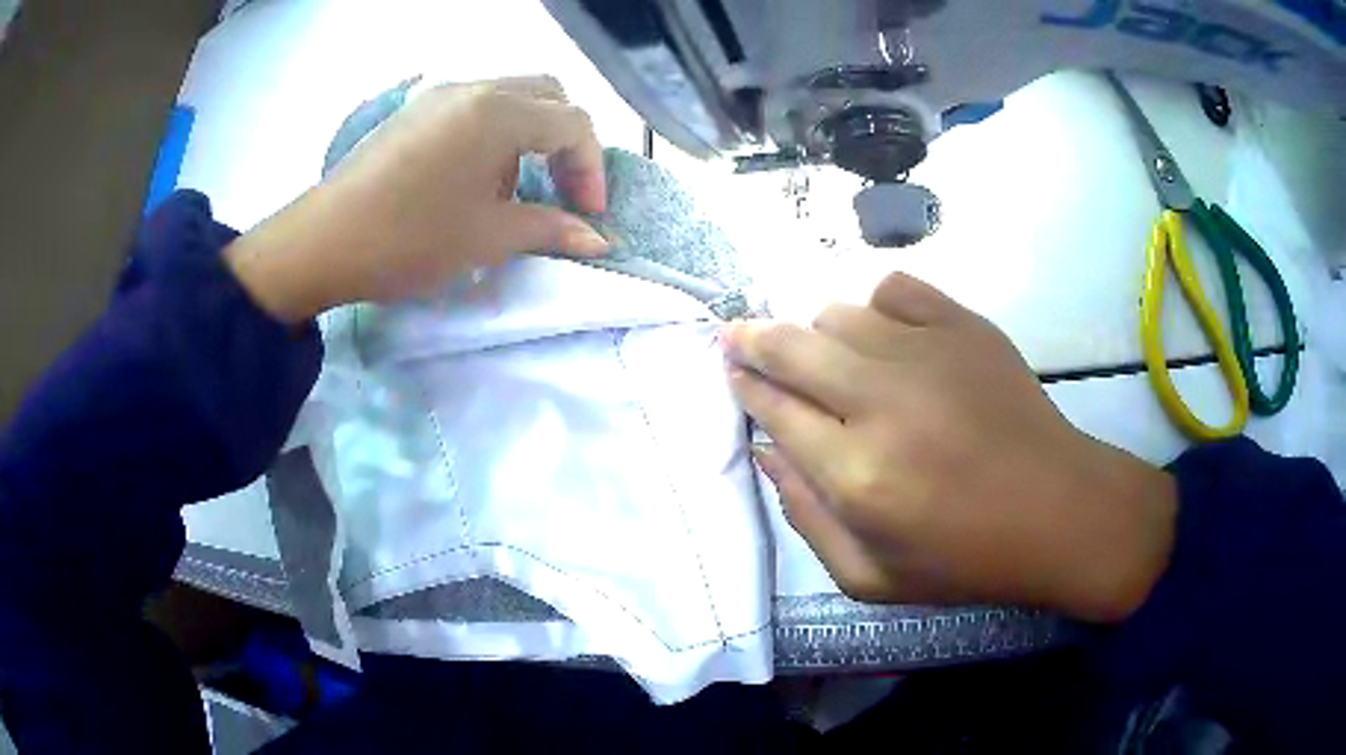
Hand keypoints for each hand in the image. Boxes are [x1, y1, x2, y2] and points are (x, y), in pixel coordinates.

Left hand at [225, 76, 609, 321]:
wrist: (321, 243)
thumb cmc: (408, 238)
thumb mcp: (486, 237)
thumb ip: (549, 229)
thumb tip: (598, 240)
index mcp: (498, 111)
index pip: (572, 122)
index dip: (591, 169)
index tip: (588, 215)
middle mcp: (474, 89)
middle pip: (547, 96)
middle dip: (565, 143)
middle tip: (562, 191)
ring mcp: (439, 95)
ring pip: (510, 100)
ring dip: (529, 139)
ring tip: (512, 194)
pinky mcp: (414, 112)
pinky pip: (473, 110)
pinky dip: (494, 137)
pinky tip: (473, 181)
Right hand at [724, 273, 1177, 623]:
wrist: (1057, 511)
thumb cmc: (964, 558)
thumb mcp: (869, 577)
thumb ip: (804, 518)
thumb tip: (767, 451)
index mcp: (855, 474)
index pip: (773, 408)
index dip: (744, 386)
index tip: (731, 371)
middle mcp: (881, 401)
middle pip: (791, 346)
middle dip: (752, 340)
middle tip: (738, 339)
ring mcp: (927, 353)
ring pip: (838, 314)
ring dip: (818, 334)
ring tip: (828, 358)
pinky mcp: (964, 326)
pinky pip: (894, 289)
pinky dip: (875, 307)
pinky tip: (885, 335)